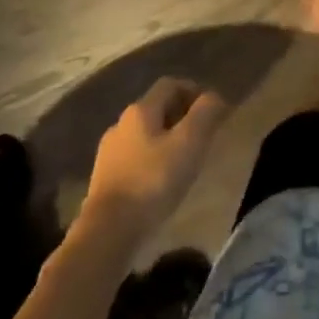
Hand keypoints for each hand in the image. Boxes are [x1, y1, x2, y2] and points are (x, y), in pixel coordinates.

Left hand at [84, 77, 226, 248]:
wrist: (106, 233)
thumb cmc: (153, 181)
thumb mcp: (190, 143)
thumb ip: (206, 113)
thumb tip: (214, 96)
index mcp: (141, 110)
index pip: (170, 85)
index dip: (194, 90)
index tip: (212, 110)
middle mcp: (121, 124)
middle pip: (156, 109)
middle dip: (181, 116)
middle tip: (202, 136)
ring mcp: (108, 153)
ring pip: (144, 135)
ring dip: (166, 140)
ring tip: (184, 161)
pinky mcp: (103, 180)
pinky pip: (134, 159)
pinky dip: (151, 161)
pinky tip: (161, 182)